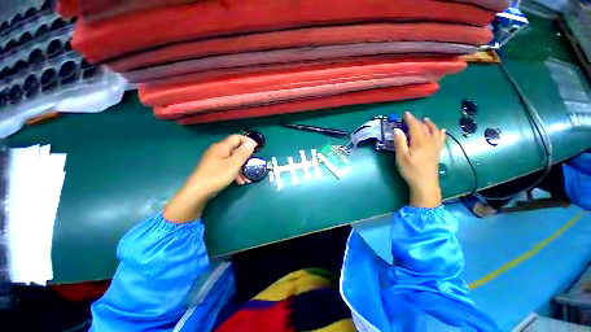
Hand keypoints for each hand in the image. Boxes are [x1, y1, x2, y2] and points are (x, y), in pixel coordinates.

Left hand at [164, 135, 256, 222]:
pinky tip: (239, 181)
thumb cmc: (217, 176)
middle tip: (252, 166)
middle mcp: (218, 151)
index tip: (257, 149)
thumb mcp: (234, 164)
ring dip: (241, 168)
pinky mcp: (213, 168)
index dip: (247, 141)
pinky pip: (227, 166)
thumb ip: (244, 153)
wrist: (198, 192)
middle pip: (235, 149)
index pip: (237, 137)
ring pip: (232, 159)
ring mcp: (215, 160)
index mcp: (222, 147)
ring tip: (247, 178)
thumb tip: (252, 142)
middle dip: (245, 158)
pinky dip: (234, 172)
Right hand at [393, 112, 445, 207]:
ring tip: (426, 120)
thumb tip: (397, 129)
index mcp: (419, 142)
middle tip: (410, 118)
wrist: (425, 183)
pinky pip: (441, 139)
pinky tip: (441, 131)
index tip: (405, 113)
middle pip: (424, 128)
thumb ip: (400, 142)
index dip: (410, 119)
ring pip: (434, 131)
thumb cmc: (410, 170)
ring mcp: (435, 147)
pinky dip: (440, 133)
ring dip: (430, 124)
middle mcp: (429, 141)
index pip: (415, 126)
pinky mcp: (437, 152)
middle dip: (417, 121)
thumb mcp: (401, 157)